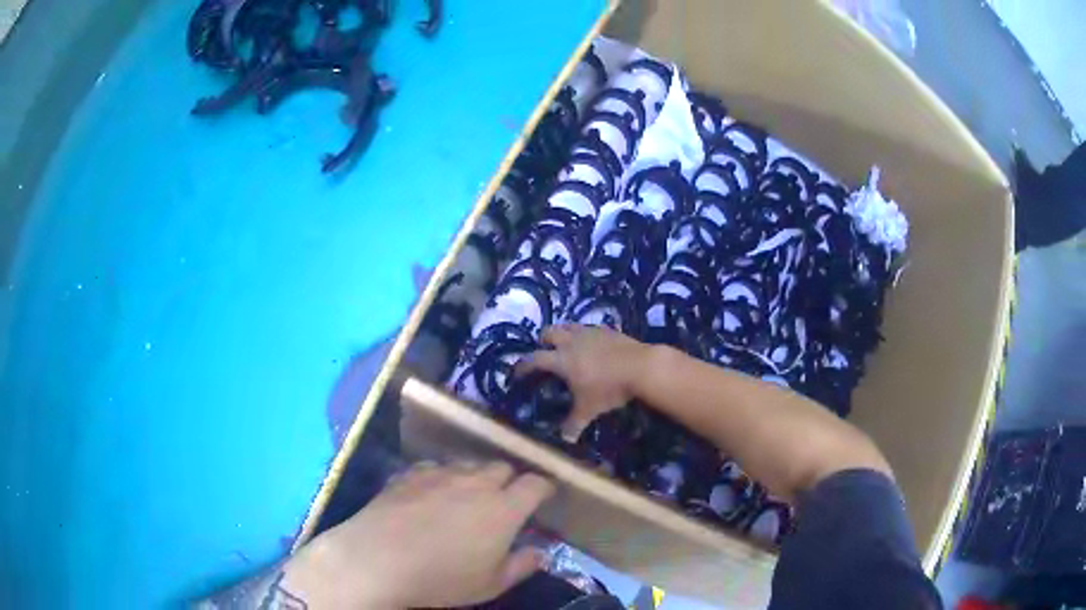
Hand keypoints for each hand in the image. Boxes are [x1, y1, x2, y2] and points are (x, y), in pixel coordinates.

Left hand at [285, 461, 554, 608]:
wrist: (378, 559)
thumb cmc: (441, 578)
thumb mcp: (490, 584)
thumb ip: (522, 565)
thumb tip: (541, 552)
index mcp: (503, 508)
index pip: (535, 484)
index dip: (543, 487)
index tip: (544, 496)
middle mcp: (475, 482)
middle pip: (502, 467)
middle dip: (509, 481)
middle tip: (503, 503)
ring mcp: (439, 474)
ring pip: (468, 464)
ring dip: (475, 477)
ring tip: (467, 498)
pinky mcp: (410, 473)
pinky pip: (435, 468)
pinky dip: (441, 478)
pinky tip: (430, 495)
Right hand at [516, 324, 653, 438]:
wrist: (642, 367)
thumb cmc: (609, 389)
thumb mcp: (589, 409)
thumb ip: (574, 424)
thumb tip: (565, 439)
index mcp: (561, 360)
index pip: (534, 359)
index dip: (523, 366)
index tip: (517, 373)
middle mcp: (572, 341)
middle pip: (549, 333)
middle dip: (543, 342)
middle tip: (545, 353)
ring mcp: (591, 332)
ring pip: (569, 326)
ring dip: (564, 334)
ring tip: (568, 346)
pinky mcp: (608, 330)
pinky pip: (591, 329)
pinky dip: (587, 336)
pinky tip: (594, 346)